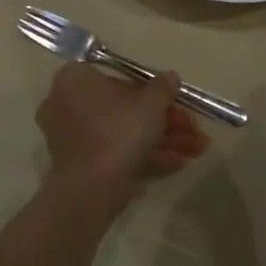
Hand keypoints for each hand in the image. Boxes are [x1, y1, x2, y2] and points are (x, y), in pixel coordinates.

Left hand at [38, 63, 210, 189]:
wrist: (90, 188)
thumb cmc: (118, 131)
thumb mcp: (151, 104)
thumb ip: (163, 88)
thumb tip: (169, 77)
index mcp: (76, 80)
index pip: (119, 77)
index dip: (153, 90)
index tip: (176, 101)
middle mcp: (67, 104)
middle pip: (124, 109)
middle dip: (165, 121)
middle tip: (194, 129)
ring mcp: (72, 138)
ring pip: (123, 133)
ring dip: (163, 140)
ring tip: (198, 149)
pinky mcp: (79, 165)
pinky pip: (115, 153)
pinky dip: (145, 156)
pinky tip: (180, 163)